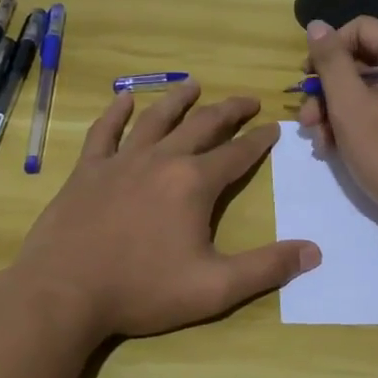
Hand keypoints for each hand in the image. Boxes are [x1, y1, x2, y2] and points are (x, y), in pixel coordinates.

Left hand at [9, 84, 320, 344]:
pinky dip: (115, 113)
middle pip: (202, 125)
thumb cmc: (141, 290)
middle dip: (229, 111)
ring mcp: (121, 161)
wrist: (63, 292)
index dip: (259, 140)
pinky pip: (104, 132)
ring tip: (194, 85)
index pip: (237, 154)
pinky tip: (123, 98)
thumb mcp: (214, 288)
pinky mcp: (88, 170)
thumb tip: (314, 252)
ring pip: (155, 119)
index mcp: (194, 183)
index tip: (274, 127)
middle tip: (247, 100)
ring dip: (178, 100)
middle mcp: (161, 160)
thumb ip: (266, 268)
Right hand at [295, 17, 377, 236]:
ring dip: (334, 110)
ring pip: (366, 89)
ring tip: (317, 139)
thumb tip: (317, 25)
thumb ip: (331, 62)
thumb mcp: (351, 106)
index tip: (307, 78)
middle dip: (327, 88)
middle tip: (306, 117)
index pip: (363, 29)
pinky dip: (353, 123)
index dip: (330, 49)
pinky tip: (333, 147)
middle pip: (363, 60)